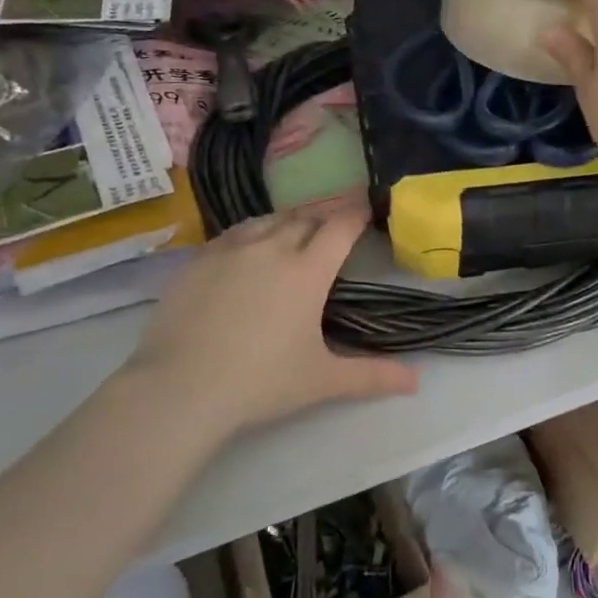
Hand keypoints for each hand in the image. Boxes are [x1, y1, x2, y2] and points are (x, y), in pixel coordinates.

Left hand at [114, 199, 416, 439]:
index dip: (356, 214)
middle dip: (323, 219)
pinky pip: (233, 233)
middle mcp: (272, 248)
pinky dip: (251, 233)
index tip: (366, 209)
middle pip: (305, 218)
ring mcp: (231, 249)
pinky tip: (248, 248)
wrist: (179, 388)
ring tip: (293, 233)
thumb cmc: (260, 383)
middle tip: (332, 229)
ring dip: (287, 222)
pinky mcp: (198, 259)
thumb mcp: (322, 381)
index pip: (340, 227)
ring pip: (268, 220)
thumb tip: (417, 382)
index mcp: (307, 271)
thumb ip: (372, 376)